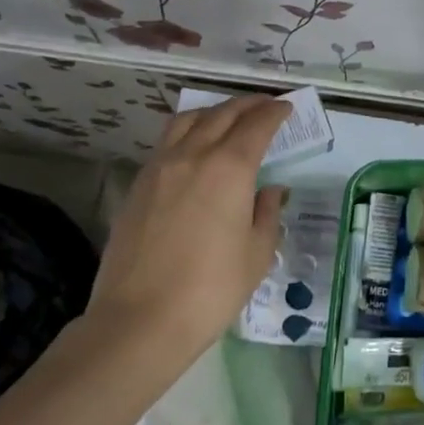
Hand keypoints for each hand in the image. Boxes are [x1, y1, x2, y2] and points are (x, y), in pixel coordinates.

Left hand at [84, 95, 290, 375]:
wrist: (141, 319)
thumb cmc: (212, 289)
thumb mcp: (256, 254)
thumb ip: (266, 214)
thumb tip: (268, 192)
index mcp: (229, 168)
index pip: (256, 126)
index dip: (274, 112)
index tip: (286, 108)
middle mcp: (192, 156)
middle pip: (221, 115)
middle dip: (246, 105)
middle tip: (264, 105)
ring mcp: (159, 168)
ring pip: (187, 121)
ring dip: (212, 112)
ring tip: (227, 118)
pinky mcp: (138, 186)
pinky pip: (166, 143)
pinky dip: (188, 133)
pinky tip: (195, 149)